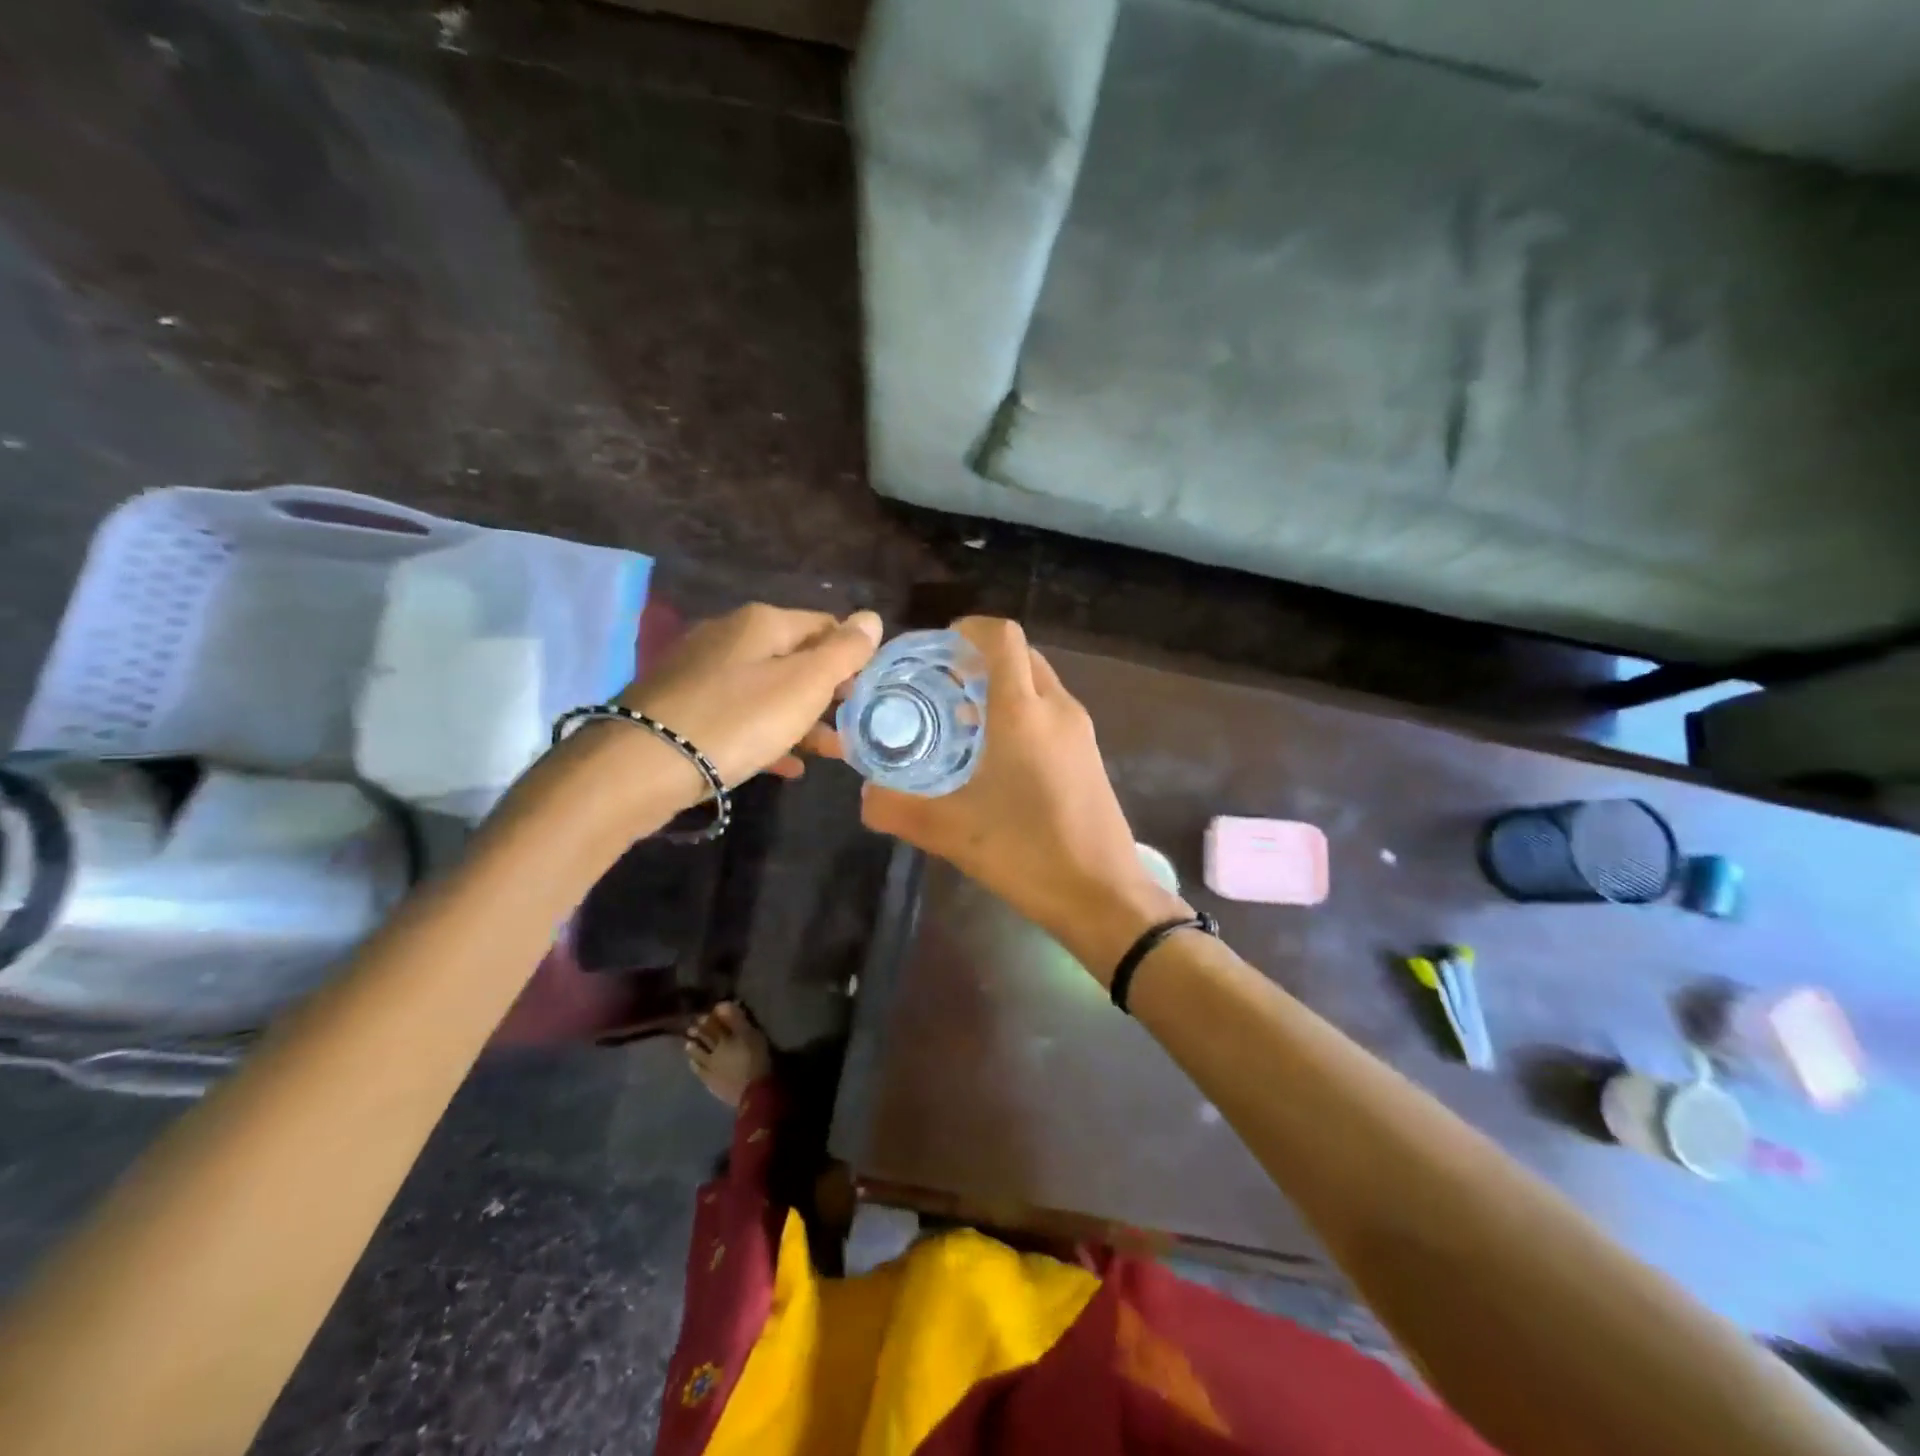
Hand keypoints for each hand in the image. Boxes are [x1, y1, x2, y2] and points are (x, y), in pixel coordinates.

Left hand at [616, 603, 880, 795]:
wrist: (644, 764)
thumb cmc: (738, 719)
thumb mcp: (803, 684)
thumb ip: (843, 652)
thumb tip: (871, 618)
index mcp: (762, 622)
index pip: (825, 625)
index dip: (853, 656)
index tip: (870, 692)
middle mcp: (729, 636)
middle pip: (795, 659)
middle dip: (828, 692)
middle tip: (853, 726)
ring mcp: (701, 672)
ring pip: (767, 691)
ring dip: (802, 719)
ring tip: (830, 752)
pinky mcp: (683, 708)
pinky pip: (739, 717)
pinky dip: (767, 735)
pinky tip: (786, 765)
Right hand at [807, 617, 1189, 981]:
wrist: (1102, 894)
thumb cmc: (1027, 852)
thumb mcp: (950, 832)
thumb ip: (898, 809)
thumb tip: (864, 796)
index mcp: (1023, 711)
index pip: (1002, 637)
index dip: (968, 630)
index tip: (936, 651)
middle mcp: (1057, 708)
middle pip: (1020, 656)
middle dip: (979, 661)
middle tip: (940, 688)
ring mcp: (1079, 731)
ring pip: (1037, 684)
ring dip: (1001, 689)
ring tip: (960, 723)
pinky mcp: (1089, 754)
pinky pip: (1050, 712)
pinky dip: (1021, 713)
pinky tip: (996, 757)